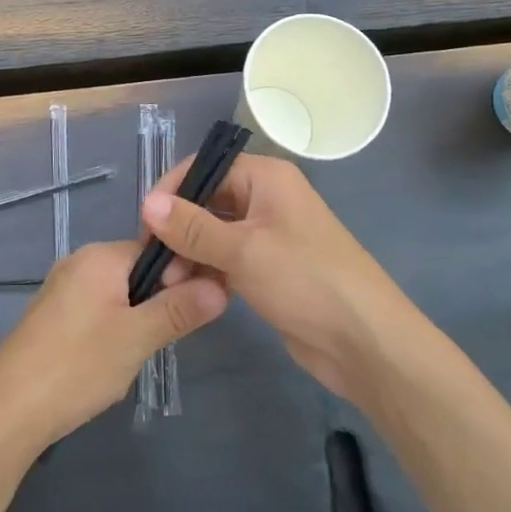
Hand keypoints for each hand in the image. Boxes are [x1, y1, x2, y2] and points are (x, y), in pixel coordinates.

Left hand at [0, 240, 228, 458]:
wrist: (6, 411)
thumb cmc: (76, 366)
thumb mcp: (137, 339)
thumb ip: (179, 310)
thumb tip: (221, 286)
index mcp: (100, 256)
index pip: (158, 251)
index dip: (182, 278)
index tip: (195, 311)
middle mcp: (79, 262)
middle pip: (138, 271)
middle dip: (158, 303)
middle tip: (160, 342)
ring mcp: (62, 288)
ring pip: (119, 294)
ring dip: (136, 321)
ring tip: (134, 357)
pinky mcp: (51, 316)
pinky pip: (96, 310)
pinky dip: (111, 330)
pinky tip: (107, 363)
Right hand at [141, 154, 420, 404]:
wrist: (365, 342)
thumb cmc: (306, 281)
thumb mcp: (244, 250)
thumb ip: (192, 226)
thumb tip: (147, 203)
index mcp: (266, 178)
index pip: (205, 169)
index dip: (172, 192)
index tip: (145, 227)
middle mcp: (267, 198)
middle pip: (207, 201)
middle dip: (178, 229)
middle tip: (155, 264)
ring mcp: (269, 234)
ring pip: (214, 233)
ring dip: (189, 254)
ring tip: (169, 284)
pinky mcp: (269, 268)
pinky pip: (227, 258)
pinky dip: (207, 270)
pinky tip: (190, 292)